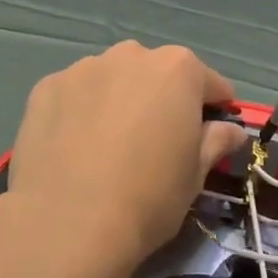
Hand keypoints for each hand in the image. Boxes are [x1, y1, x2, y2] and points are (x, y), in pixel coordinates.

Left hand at [4, 42, 251, 277]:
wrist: (67, 222)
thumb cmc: (148, 197)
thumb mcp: (195, 175)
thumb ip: (215, 142)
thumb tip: (231, 130)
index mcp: (178, 69)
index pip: (209, 82)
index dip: (215, 108)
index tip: (213, 133)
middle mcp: (131, 55)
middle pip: (156, 74)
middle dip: (161, 99)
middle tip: (155, 141)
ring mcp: (84, 68)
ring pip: (111, 80)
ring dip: (117, 100)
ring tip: (107, 145)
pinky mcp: (46, 87)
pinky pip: (74, 94)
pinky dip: (79, 111)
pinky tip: (72, 147)